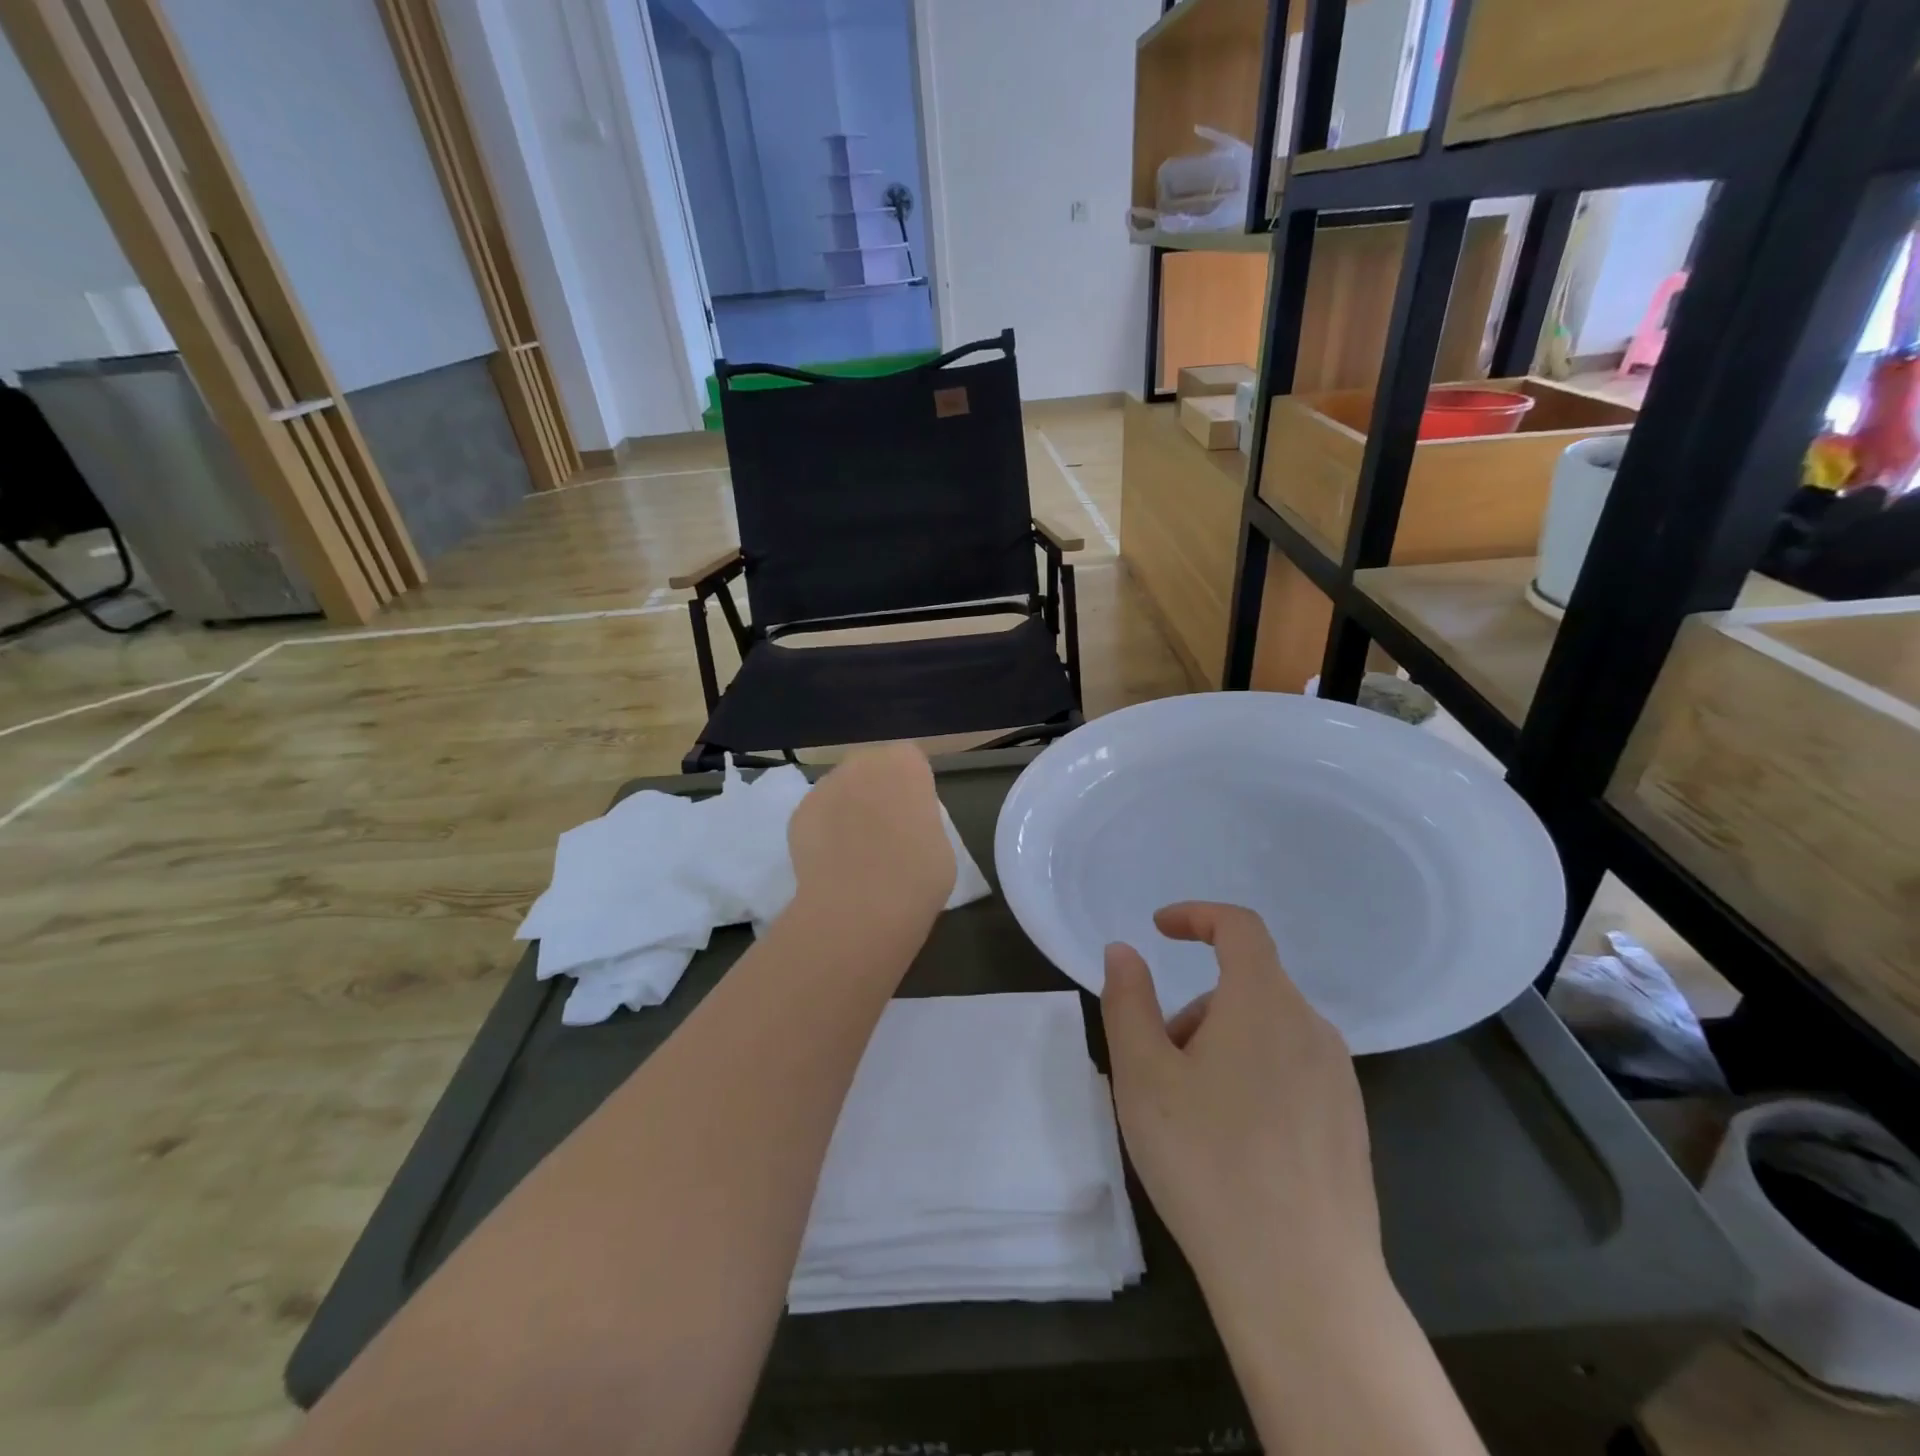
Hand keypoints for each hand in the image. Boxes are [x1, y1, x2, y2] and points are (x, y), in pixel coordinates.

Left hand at [787, 744, 954, 930]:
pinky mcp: (799, 813)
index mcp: (905, 764)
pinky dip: (823, 833)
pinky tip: (832, 863)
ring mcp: (826, 785)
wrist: (860, 907)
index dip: (912, 789)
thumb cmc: (917, 875)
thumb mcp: (940, 843)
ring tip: (854, 852)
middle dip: (876, 792)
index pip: (910, 762)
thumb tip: (906, 825)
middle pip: (871, 769)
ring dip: (847, 810)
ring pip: (841, 791)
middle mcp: (863, 762)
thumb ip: (921, 820)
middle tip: (884, 832)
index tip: (915, 817)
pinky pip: (818, 816)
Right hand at [1102, 903, 1383, 1305]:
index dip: (1197, 916)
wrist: (1302, 1284)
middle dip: (1193, 1012)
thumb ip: (1128, 1000)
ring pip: (1264, 1033)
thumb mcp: (1143, 1074)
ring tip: (1189, 1117)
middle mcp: (1311, 1028)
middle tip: (1157, 1070)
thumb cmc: (1207, 1161)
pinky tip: (1232, 1147)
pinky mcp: (1349, 1124)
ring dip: (1219, 1048)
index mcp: (1264, 1003)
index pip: (1239, 927)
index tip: (1159, 930)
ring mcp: (1339, 1079)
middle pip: (1244, 988)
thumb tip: (1124, 951)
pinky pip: (1289, 1071)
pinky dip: (1251, 1079)